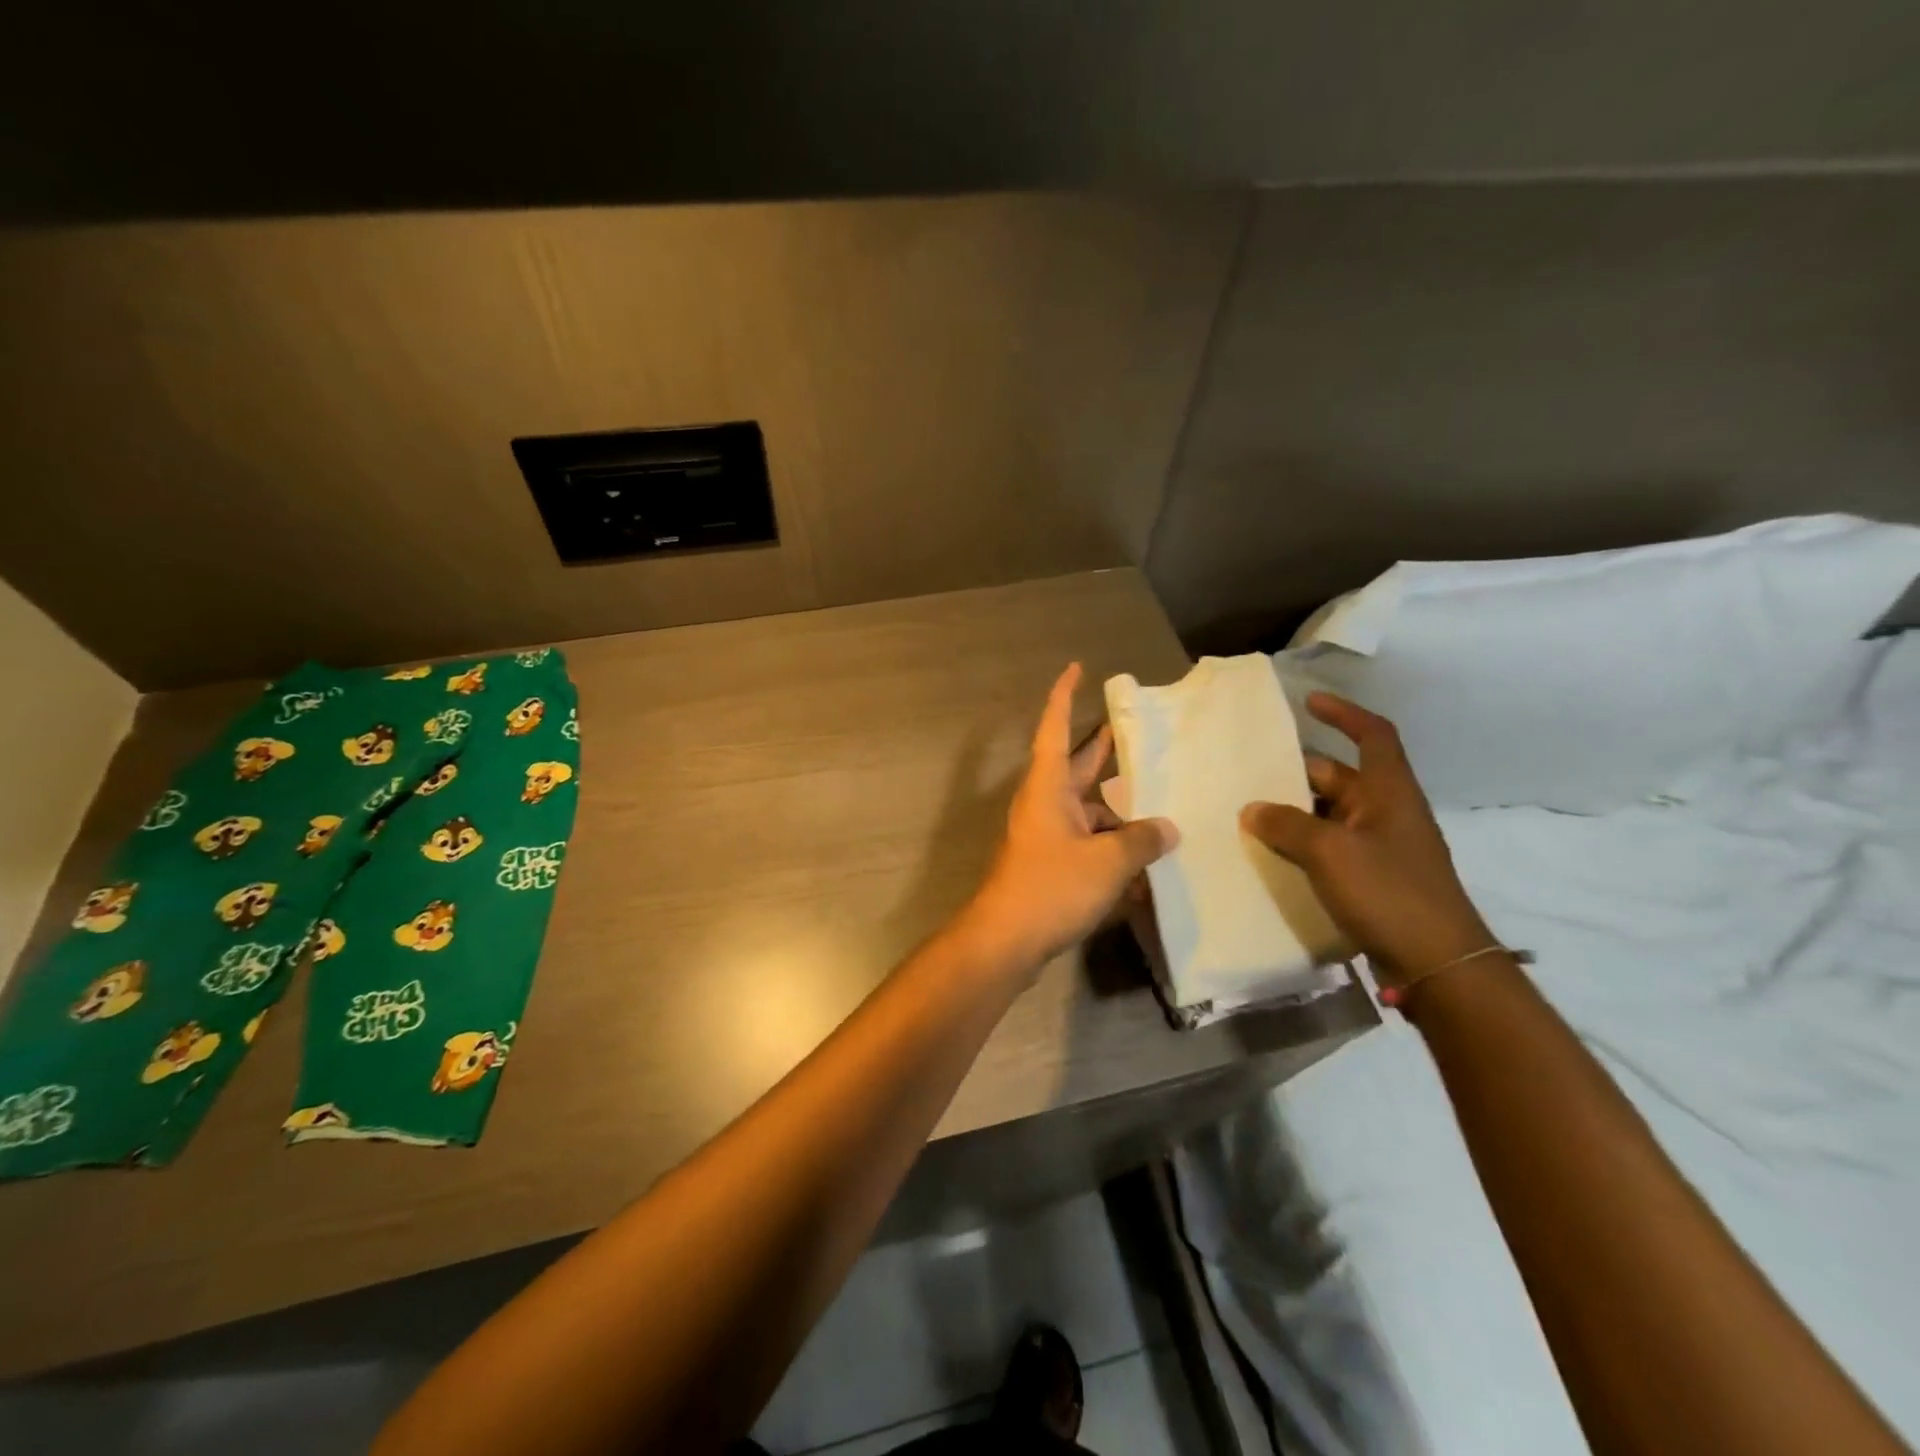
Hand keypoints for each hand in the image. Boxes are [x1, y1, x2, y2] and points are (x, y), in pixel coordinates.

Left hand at [961, 664, 1177, 975]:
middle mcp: (1044, 803)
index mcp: (1049, 786)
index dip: (1064, 696)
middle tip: (1134, 731)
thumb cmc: (1052, 886)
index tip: (1076, 669)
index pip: (1055, 728)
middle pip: (1076, 766)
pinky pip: (1086, 843)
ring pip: (1087, 810)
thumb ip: (1141, 840)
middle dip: (1102, 749)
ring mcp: (1045, 835)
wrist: (1006, 940)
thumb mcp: (1107, 860)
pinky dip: (1111, 847)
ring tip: (1162, 813)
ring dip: (1118, 811)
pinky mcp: (1050, 865)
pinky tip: (1143, 865)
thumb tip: (1167, 828)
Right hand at [1240, 693, 1493, 985]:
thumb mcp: (1330, 853)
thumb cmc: (1389, 893)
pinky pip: (1330, 849)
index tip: (1309, 703)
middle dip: (1297, 774)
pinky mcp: (1372, 880)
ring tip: (1248, 815)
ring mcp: (1380, 849)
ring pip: (1329, 816)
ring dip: (1294, 814)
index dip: (1344, 714)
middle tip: (1250, 776)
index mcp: (1389, 792)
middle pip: (1339, 778)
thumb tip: (1252, 809)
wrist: (1437, 965)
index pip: (1373, 736)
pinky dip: (1301, 846)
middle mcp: (1387, 813)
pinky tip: (1270, 856)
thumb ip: (1287, 826)